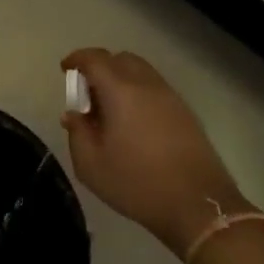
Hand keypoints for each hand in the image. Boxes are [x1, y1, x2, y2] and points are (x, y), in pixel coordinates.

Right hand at [60, 48, 245, 248]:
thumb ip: (77, 133)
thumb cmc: (136, 183)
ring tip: (109, 110)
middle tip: (87, 93)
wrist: (197, 205)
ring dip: (121, 80)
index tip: (65, 69)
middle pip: (121, 59)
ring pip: (142, 72)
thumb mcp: (91, 164)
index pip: (96, 59)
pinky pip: (155, 89)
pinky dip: (138, 93)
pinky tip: (132, 123)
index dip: (77, 59)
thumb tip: (73, 114)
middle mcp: (148, 86)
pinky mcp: (186, 114)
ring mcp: (171, 98)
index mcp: (121, 92)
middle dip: (100, 67)